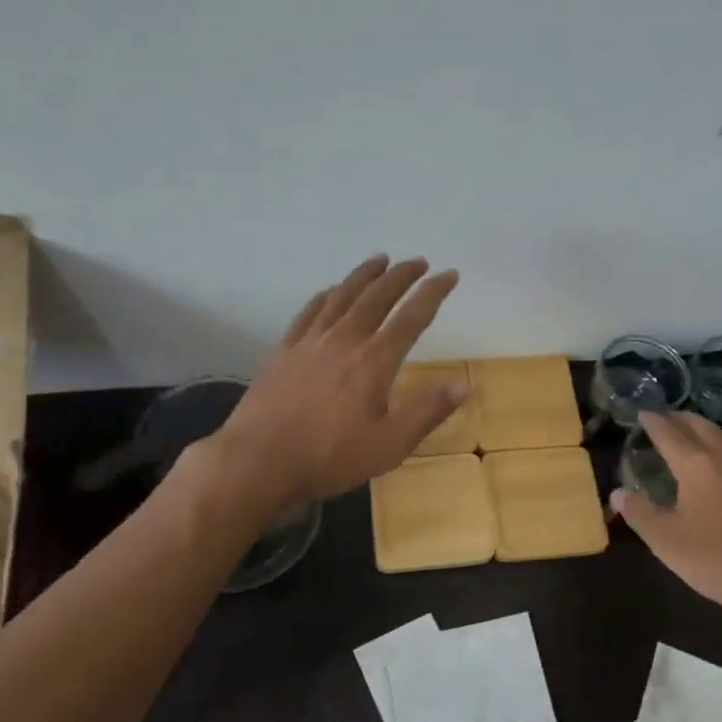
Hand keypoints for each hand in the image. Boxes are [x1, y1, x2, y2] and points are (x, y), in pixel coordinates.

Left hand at [211, 255, 464, 504]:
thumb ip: (427, 411)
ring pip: (342, 296)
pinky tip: (331, 291)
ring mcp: (310, 342)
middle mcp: (344, 340)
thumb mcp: (389, 445)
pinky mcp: (284, 351)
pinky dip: (326, 295)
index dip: (433, 293)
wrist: (259, 461)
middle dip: (401, 276)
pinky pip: (309, 312)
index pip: (412, 317)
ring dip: (364, 275)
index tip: (449, 275)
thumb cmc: (330, 457)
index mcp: (374, 361)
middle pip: (376, 297)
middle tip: (418, 262)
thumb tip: (462, 383)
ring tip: (380, 260)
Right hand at [610, 412, 721, 629]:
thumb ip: (639, 512)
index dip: (653, 423)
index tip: (641, 412)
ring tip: (689, 431)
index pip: (669, 434)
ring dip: (702, 428)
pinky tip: (717, 461)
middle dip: (678, 419)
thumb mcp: (664, 539)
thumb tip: (617, 493)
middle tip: (661, 418)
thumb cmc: (712, 558)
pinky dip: (719, 444)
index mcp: (697, 466)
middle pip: (700, 427)